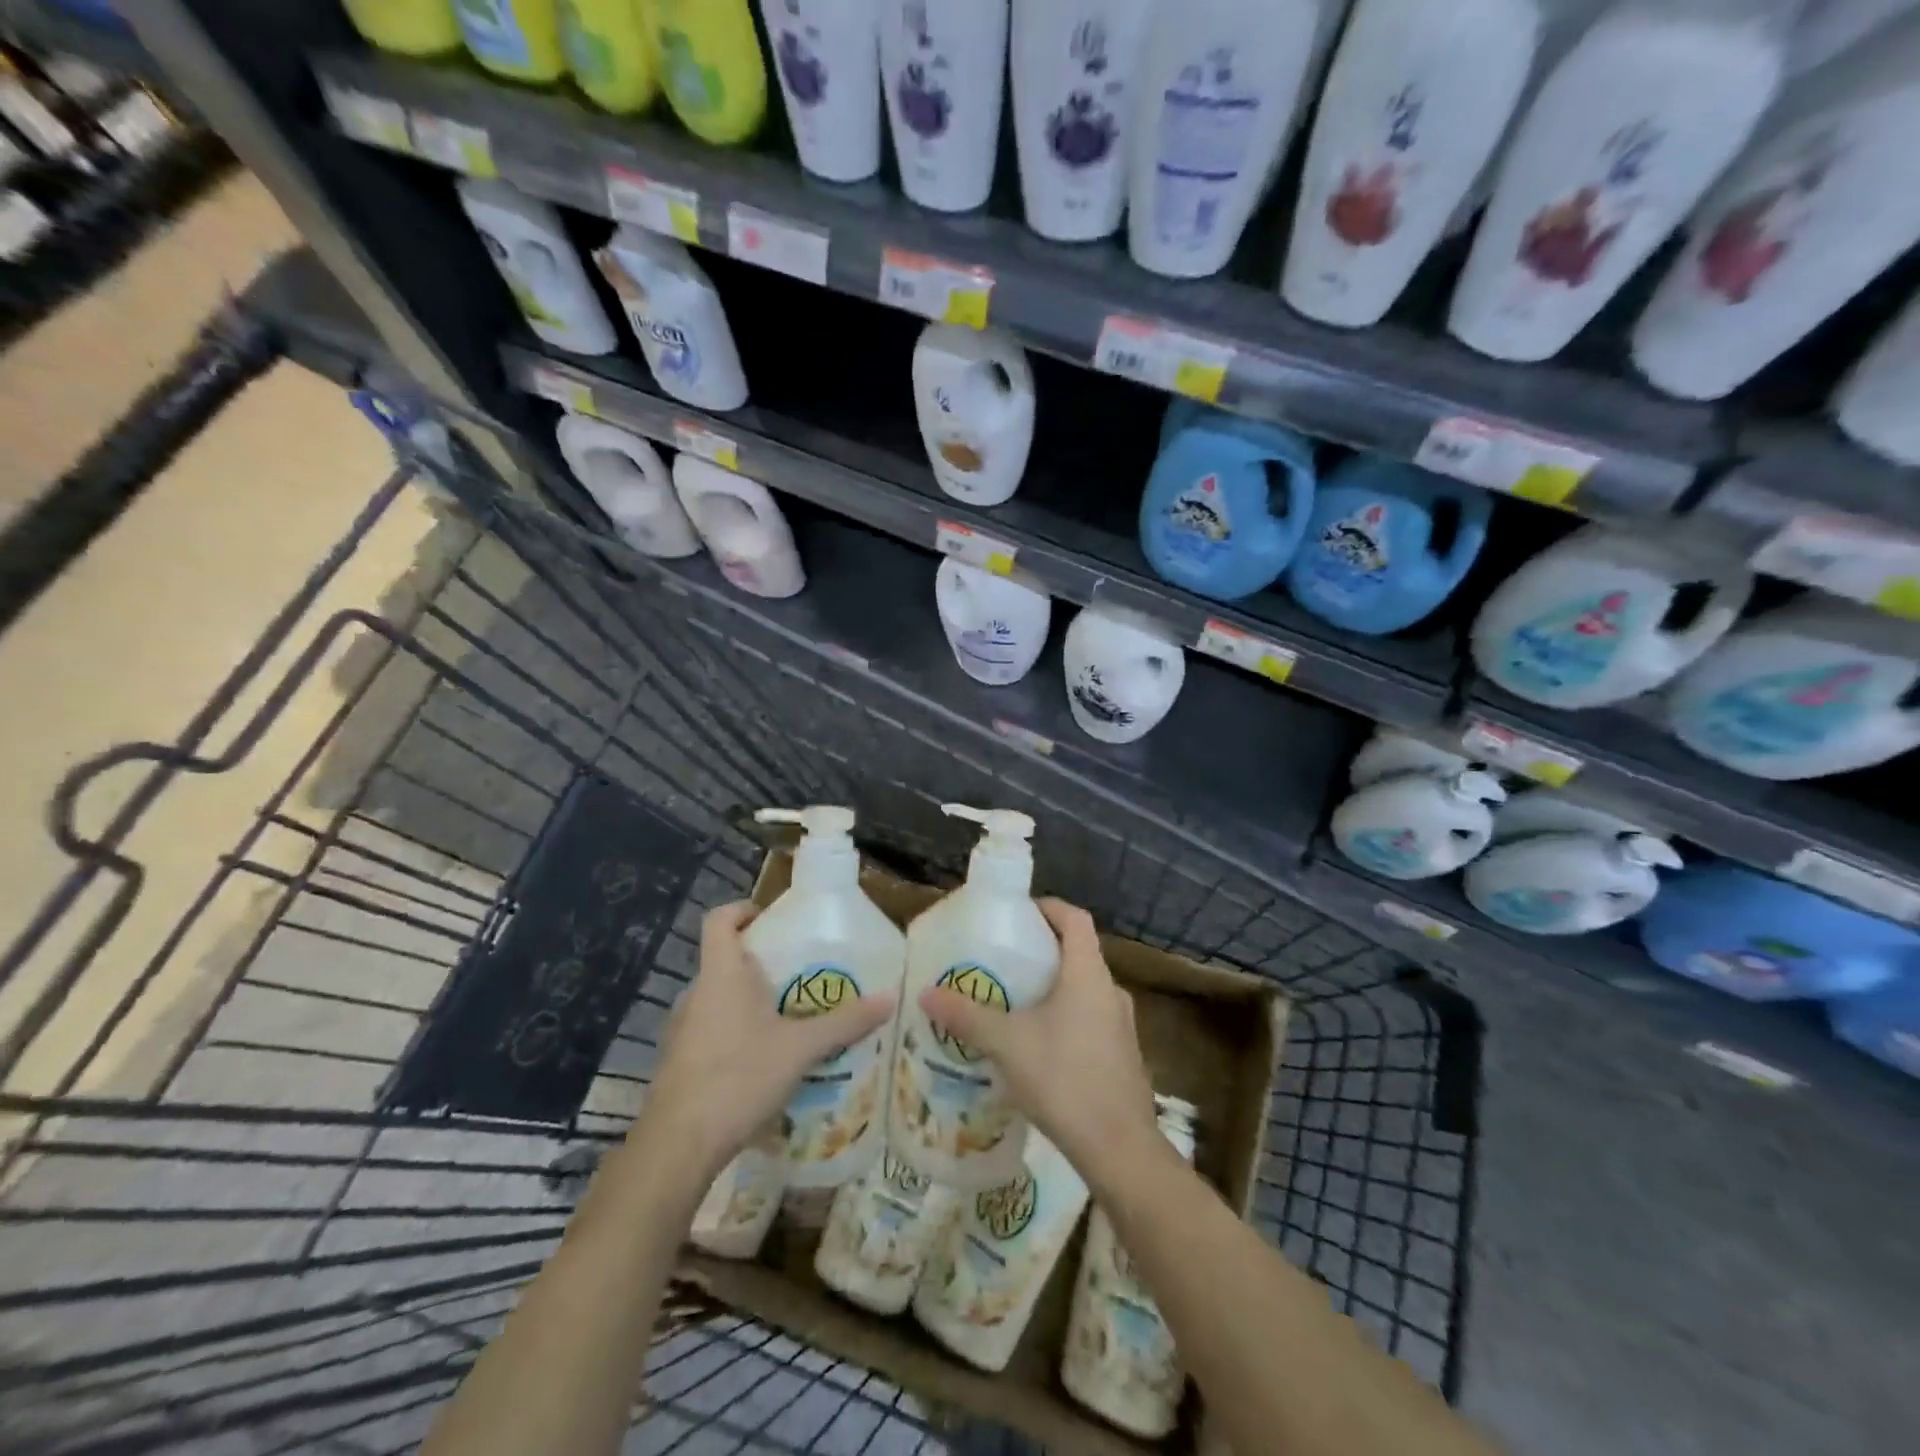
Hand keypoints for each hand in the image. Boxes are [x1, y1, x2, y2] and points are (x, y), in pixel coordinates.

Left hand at [637, 902, 895, 1179]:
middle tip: (800, 974)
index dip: (742, 910)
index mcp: (722, 975)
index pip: (719, 920)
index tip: (770, 918)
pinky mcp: (680, 1061)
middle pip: (725, 960)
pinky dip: (736, 1031)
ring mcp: (683, 1029)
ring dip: (749, 1000)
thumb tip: (890, 999)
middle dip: (760, 962)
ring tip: (789, 1017)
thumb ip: (845, 1023)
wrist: (679, 1145)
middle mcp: (697, 994)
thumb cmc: (739, 1077)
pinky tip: (765, 1059)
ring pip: (719, 998)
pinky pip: (712, 1029)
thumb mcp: (801, 1048)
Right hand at [920, 899, 1160, 1178]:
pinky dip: (1065, 1017)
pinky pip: (1091, 1019)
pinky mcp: (1123, 1055)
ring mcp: (1122, 1025)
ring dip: (1053, 988)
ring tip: (1014, 1002)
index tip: (1019, 913)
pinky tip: (1038, 1045)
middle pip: (1078, 953)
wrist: (1119, 1148)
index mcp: (1088, 974)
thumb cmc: (1064, 1079)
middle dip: (1042, 951)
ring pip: (1084, 989)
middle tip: (1004, 960)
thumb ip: (967, 1016)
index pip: (1075, 918)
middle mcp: (1111, 991)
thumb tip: (925, 993)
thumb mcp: (1007, 1044)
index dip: (1048, 907)